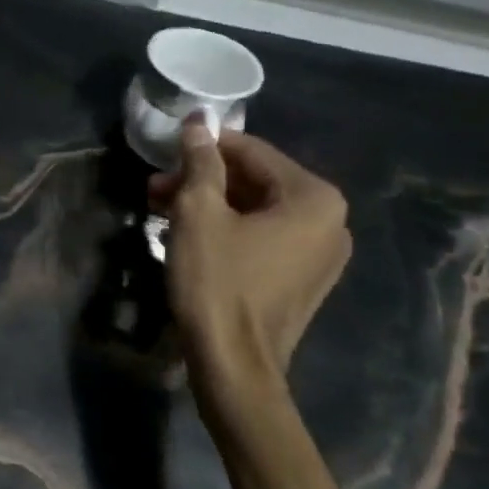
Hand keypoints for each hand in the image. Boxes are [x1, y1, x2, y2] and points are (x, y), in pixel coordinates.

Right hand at [150, 118, 349, 373]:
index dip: (204, 147)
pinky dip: (230, 233)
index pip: (253, 152)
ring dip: (212, 208)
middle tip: (156, 189)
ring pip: (258, 213)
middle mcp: (331, 221)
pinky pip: (265, 240)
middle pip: (256, 183)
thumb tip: (199, 122)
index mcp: (314, 197)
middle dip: (204, 182)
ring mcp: (322, 255)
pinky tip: (192, 240)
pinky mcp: (304, 281)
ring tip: (164, 213)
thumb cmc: (217, 284)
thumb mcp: (198, 215)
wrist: (233, 366)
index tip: (166, 152)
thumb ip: (201, 162)